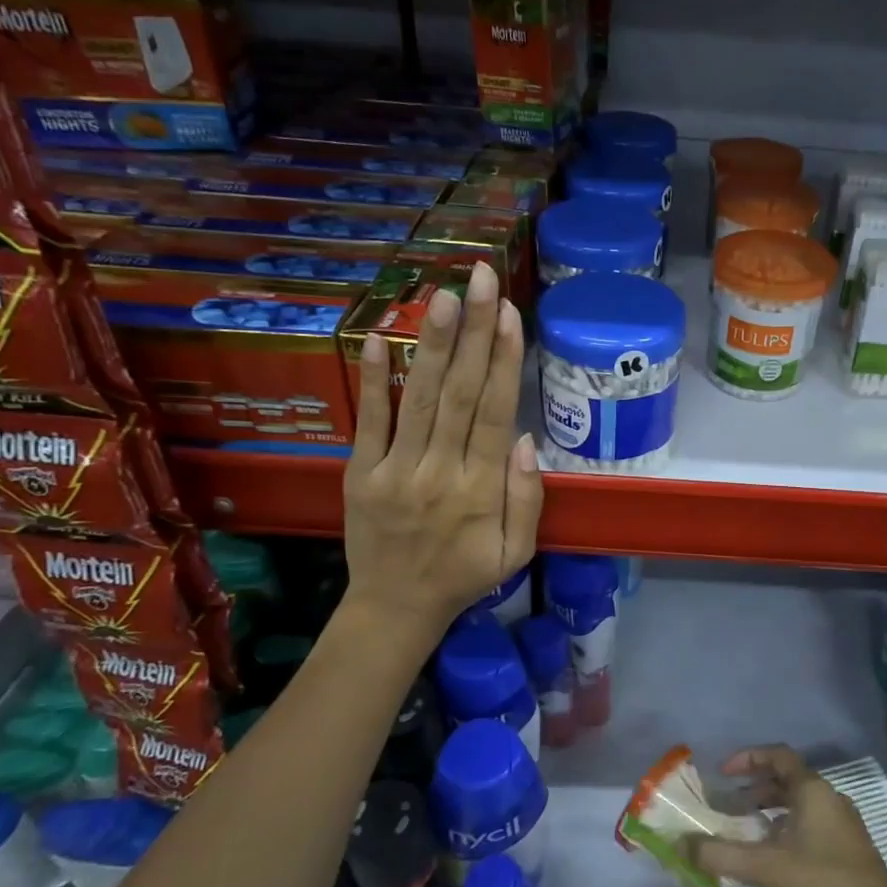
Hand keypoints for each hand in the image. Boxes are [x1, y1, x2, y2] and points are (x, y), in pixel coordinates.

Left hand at [342, 261, 541, 632]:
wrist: (395, 607)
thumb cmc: (465, 576)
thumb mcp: (517, 553)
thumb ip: (526, 499)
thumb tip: (527, 439)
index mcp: (481, 490)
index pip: (495, 414)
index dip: (503, 361)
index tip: (510, 313)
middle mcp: (440, 471)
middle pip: (461, 393)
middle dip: (474, 332)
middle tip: (481, 278)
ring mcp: (395, 470)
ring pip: (419, 398)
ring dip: (432, 344)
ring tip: (443, 295)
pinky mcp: (359, 473)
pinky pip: (368, 421)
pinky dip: (373, 379)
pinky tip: (378, 337)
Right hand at [685, 745, 886, 886]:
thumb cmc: (826, 884)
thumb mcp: (768, 869)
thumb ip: (723, 855)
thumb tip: (682, 844)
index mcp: (813, 790)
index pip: (777, 756)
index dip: (748, 758)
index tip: (722, 773)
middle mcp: (829, 797)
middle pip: (787, 779)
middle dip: (754, 788)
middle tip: (727, 805)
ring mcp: (842, 821)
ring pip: (798, 802)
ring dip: (769, 809)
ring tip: (744, 829)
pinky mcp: (847, 845)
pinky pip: (809, 822)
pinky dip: (785, 826)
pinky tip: (772, 854)